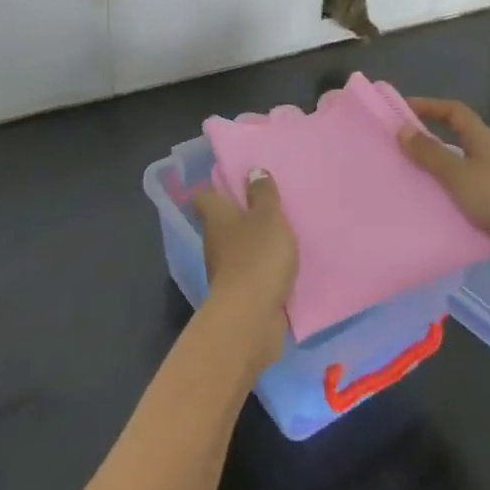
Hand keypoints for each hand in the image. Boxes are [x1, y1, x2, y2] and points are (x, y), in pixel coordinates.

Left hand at [196, 170, 299, 375]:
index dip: (219, 189)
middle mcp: (214, 242)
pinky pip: (251, 274)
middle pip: (223, 223)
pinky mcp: (239, 294)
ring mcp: (224, 270)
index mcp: (216, 218)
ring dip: (255, 244)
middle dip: (243, 216)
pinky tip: (284, 266)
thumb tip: (253, 172)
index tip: (239, 183)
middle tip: (271, 207)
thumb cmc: (257, 256)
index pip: (206, 197)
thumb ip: (263, 194)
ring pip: (238, 249)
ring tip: (283, 236)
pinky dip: (263, 269)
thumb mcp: (268, 217)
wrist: (251, 318)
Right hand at [398, 98, 489, 280]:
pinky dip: (441, 209)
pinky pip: (459, 207)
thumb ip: (430, 153)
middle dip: (422, 148)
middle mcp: (485, 159)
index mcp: (481, 140)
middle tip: (389, 154)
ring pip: (452, 179)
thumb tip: (401, 128)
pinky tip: (418, 218)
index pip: (453, 112)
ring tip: (396, 188)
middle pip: (450, 145)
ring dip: (429, 182)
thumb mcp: (460, 172)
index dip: (428, 106)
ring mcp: (489, 188)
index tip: (399, 111)